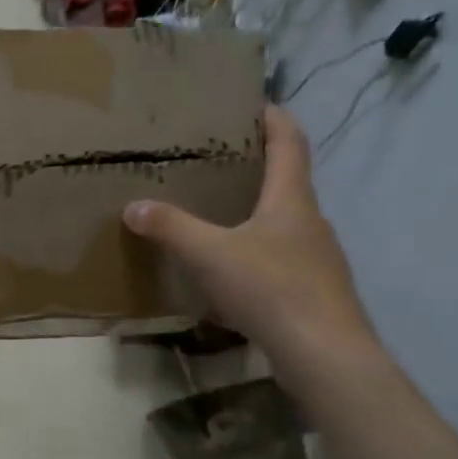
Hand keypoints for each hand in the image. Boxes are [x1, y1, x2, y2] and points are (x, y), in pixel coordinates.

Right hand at [122, 106, 379, 382]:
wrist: (325, 354)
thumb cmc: (271, 289)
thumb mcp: (209, 255)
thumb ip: (171, 228)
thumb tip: (133, 206)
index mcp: (292, 200)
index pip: (290, 142)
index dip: (274, 118)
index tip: (255, 104)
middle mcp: (311, 221)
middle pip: (289, 182)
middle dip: (259, 169)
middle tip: (220, 163)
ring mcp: (319, 259)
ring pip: (286, 225)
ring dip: (259, 215)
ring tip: (222, 218)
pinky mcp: (316, 292)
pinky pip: (285, 260)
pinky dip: (261, 255)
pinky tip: (236, 275)